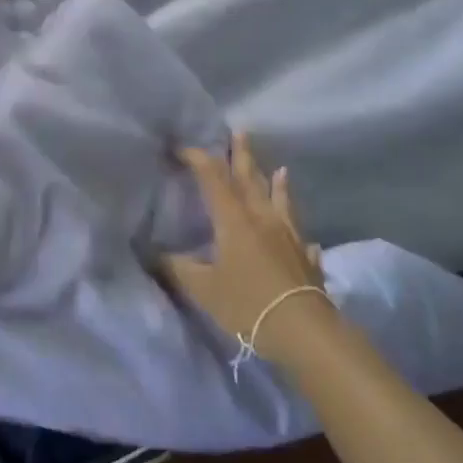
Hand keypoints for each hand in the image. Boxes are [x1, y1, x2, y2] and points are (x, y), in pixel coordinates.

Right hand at [164, 132, 334, 369]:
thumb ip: (178, 268)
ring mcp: (289, 237)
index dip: (198, 159)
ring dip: (277, 184)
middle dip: (242, 155)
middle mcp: (262, 219)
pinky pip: (301, 236)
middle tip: (241, 131)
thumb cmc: (247, 304)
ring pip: (280, 202)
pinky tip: (307, 237)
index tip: (183, 148)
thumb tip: (155, 254)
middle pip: (250, 180)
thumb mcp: (203, 288)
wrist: (303, 330)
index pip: (213, 179)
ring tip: (281, 169)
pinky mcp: (306, 258)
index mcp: (234, 220)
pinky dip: (299, 230)